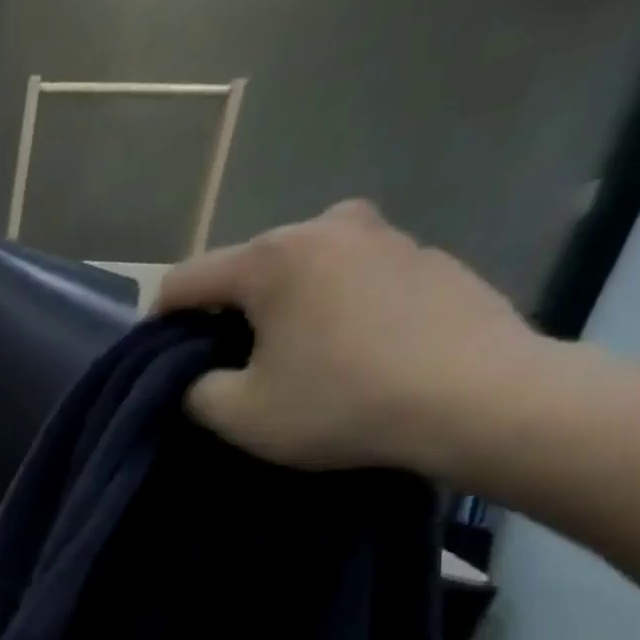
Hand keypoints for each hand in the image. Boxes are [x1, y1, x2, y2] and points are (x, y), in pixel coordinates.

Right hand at [155, 200, 545, 475]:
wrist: (483, 400)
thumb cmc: (341, 403)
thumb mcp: (239, 414)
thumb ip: (194, 390)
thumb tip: (196, 377)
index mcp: (272, 257)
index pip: (184, 281)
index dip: (157, 322)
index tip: (157, 361)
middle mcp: (327, 226)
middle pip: (246, 269)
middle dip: (226, 313)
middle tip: (227, 365)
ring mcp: (387, 236)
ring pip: (304, 270)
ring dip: (284, 308)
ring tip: (292, 359)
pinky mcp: (431, 258)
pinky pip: (355, 279)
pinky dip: (336, 308)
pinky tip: (350, 354)